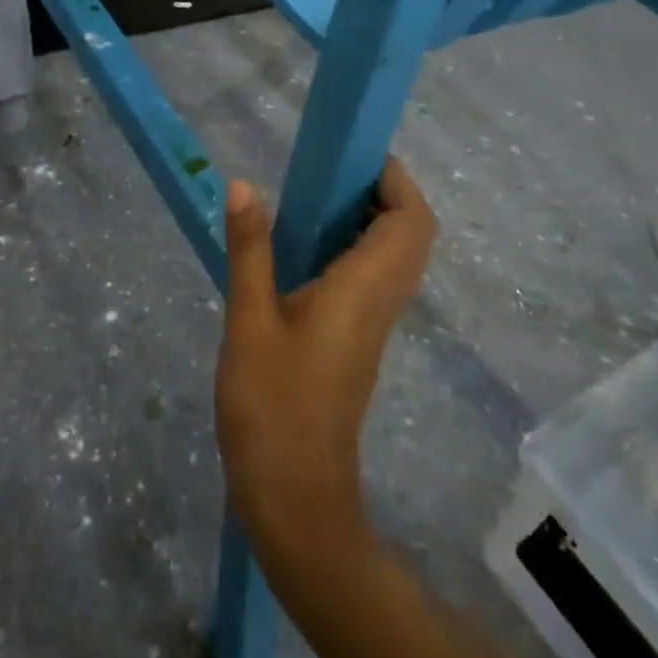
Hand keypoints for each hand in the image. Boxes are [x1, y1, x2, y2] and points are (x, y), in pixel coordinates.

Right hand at [215, 159, 436, 562]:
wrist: (296, 504)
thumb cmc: (272, 409)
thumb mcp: (249, 321)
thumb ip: (250, 250)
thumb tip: (246, 184)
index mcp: (363, 290)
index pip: (410, 222)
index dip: (396, 181)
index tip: (356, 154)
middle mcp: (379, 302)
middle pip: (410, 234)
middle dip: (382, 192)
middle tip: (330, 169)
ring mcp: (370, 325)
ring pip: (393, 257)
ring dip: (367, 218)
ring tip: (313, 196)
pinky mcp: (355, 341)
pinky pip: (371, 278)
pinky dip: (352, 247)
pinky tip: (303, 247)